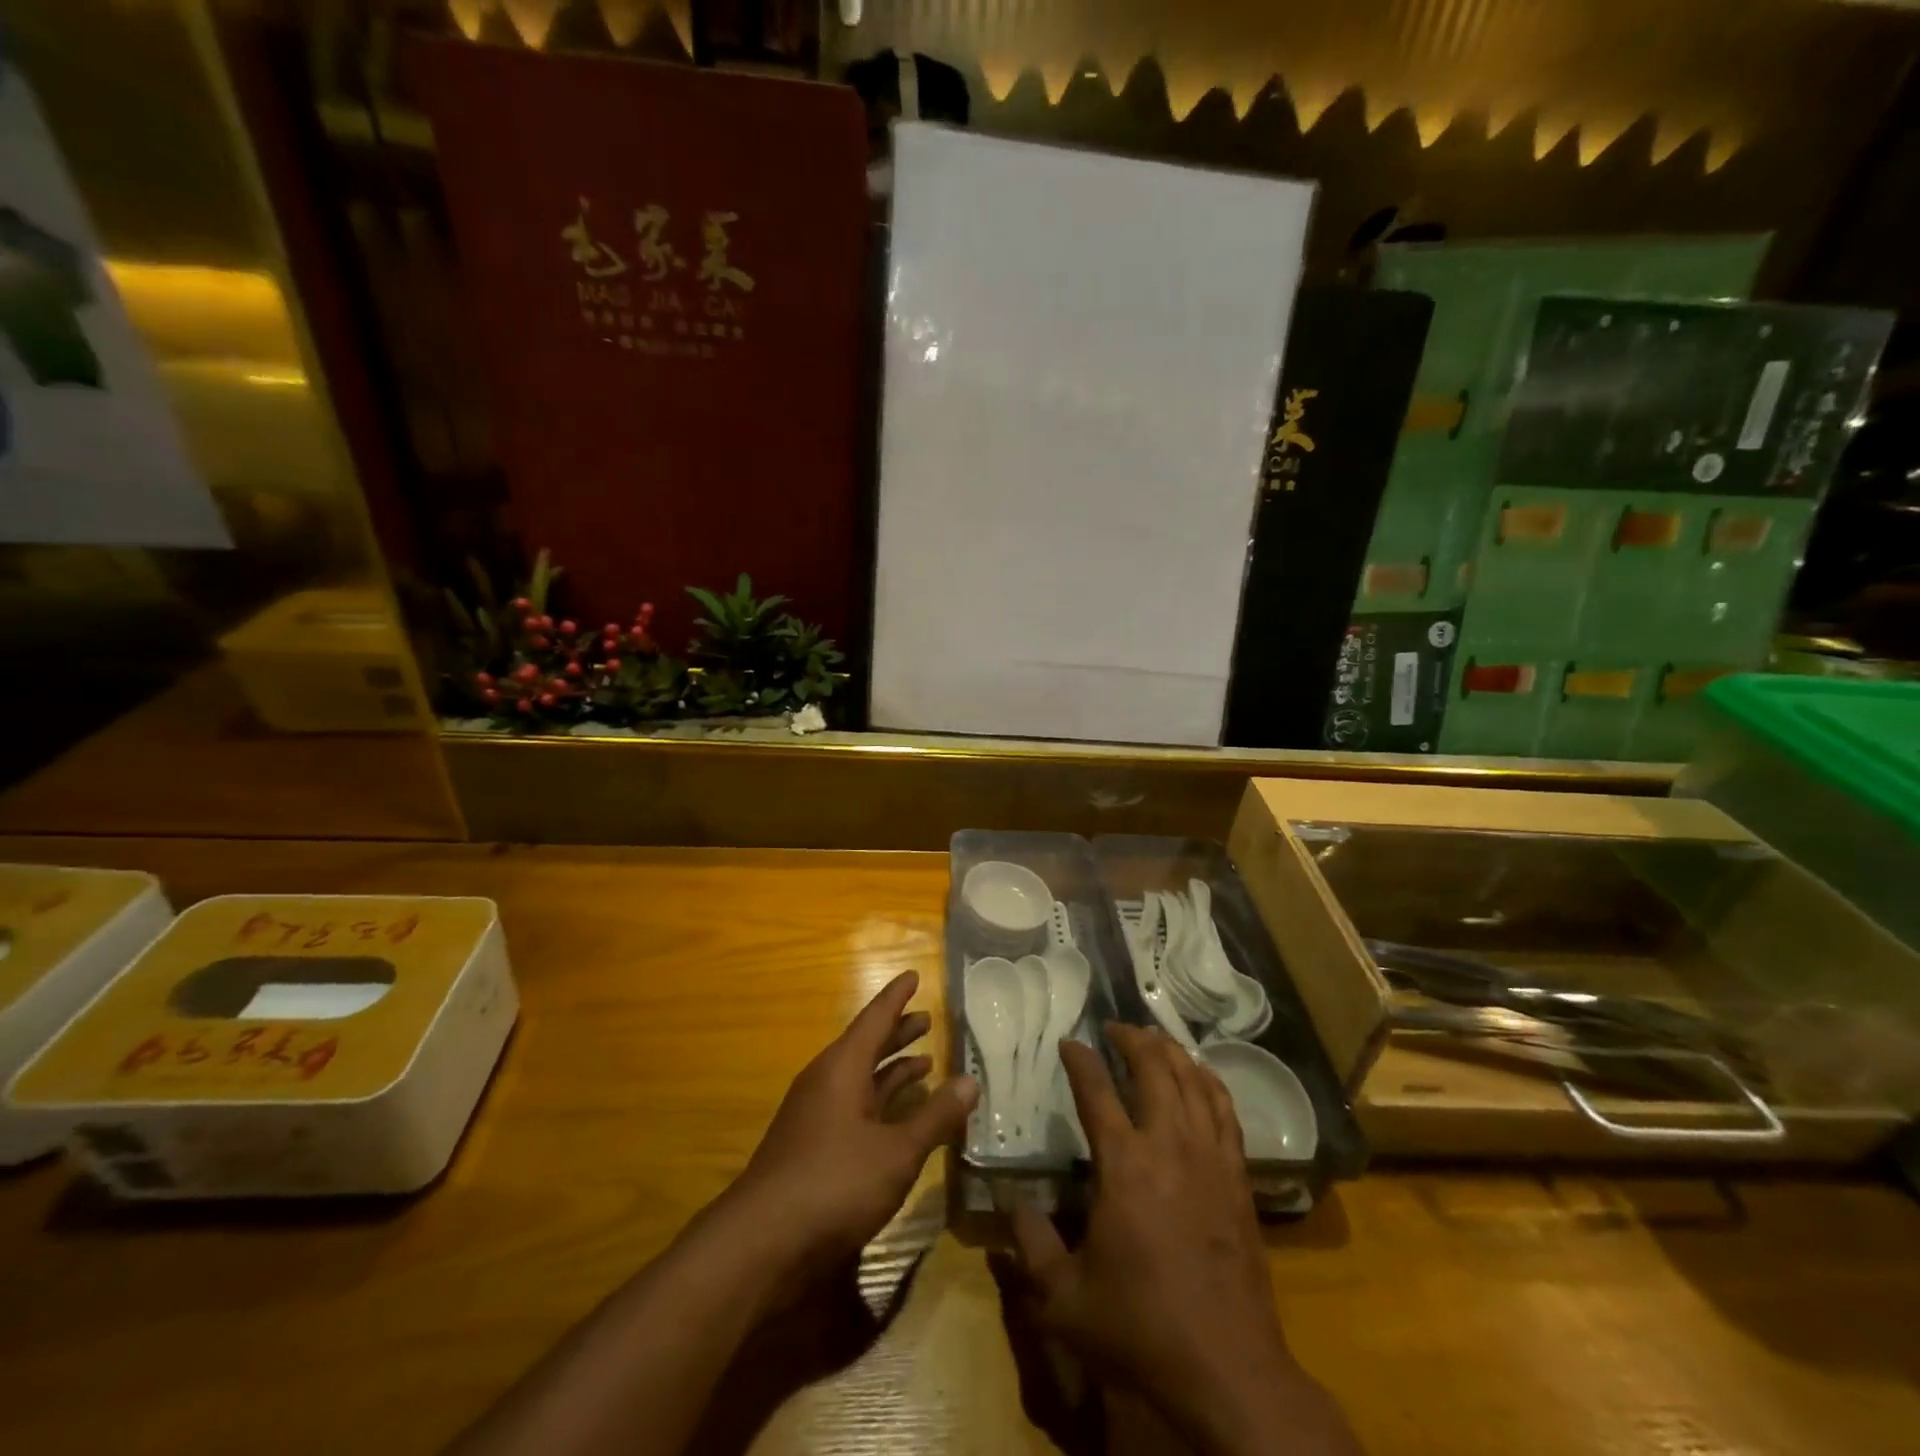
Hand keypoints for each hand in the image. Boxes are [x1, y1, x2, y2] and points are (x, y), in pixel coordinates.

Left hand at [723, 970, 976, 1279]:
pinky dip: (880, 1103)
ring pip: (860, 1079)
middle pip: (867, 1046)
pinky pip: (854, 1107)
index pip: (875, 1019)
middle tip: (927, 1018)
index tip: (914, 975)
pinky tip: (900, 1117)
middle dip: (897, 1032)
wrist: (761, 1244)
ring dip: (891, 1069)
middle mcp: (826, 1082)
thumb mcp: (896, 1152)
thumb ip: (934, 1116)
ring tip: (924, 1061)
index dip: (897, 997)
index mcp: (842, 1068)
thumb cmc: (834, 1184)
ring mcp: (816, 1116)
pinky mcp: (813, 1147)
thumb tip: (971, 1080)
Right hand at [1003, 1026, 1359, 1455]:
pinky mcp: (1238, 1177)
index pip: (1096, 1091)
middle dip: (1132, 1039)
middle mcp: (1169, 1146)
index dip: (1080, 1060)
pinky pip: (1225, 1110)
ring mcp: (1210, 1158)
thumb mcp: (1065, 1299)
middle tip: (1115, 1028)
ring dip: (1171, 1052)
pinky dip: (1209, 1082)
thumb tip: (1007, 1201)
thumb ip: (1030, 1244)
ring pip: (1193, 1081)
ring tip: (1154, 1039)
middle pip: (1154, 1069)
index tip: (1068, 1042)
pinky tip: (1200, 1075)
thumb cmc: (1140, 1329)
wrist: (1228, 1371)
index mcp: (1124, 1165)